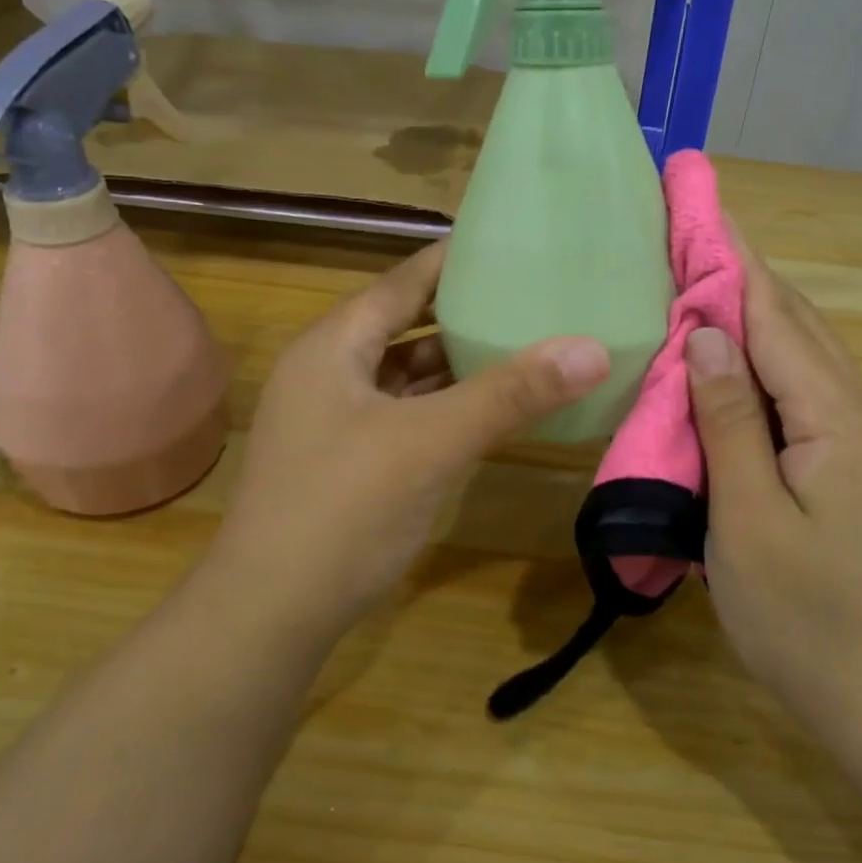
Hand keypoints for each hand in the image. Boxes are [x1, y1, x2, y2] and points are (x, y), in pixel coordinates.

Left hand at [212, 240, 609, 652]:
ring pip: (406, 375)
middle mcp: (329, 372)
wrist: (269, 618)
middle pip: (405, 325)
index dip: (452, 260)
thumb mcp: (432, 443)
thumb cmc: (343, 510)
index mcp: (334, 346)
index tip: (507, 243)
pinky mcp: (348, 461)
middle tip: (527, 295)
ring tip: (520, 345)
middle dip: (463, 312)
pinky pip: (406, 415)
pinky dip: (444, 407)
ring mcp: (335, 420)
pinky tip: (487, 411)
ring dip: (456, 363)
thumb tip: (592, 348)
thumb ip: (511, 394)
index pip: (402, 281)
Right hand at [685, 239, 861, 744]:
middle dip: (743, 273)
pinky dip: (762, 354)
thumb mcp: (750, 520)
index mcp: (839, 420)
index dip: (733, 262)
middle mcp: (860, 412)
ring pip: (802, 350)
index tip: (700, 209)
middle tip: (690, 232)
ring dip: (753, 309)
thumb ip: (730, 421)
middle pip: (796, 322)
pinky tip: (730, 353)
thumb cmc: (805, 618)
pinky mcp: (851, 459)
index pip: (776, 318)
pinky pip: (802, 384)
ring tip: (701, 275)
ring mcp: (861, 436)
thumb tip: (707, 334)